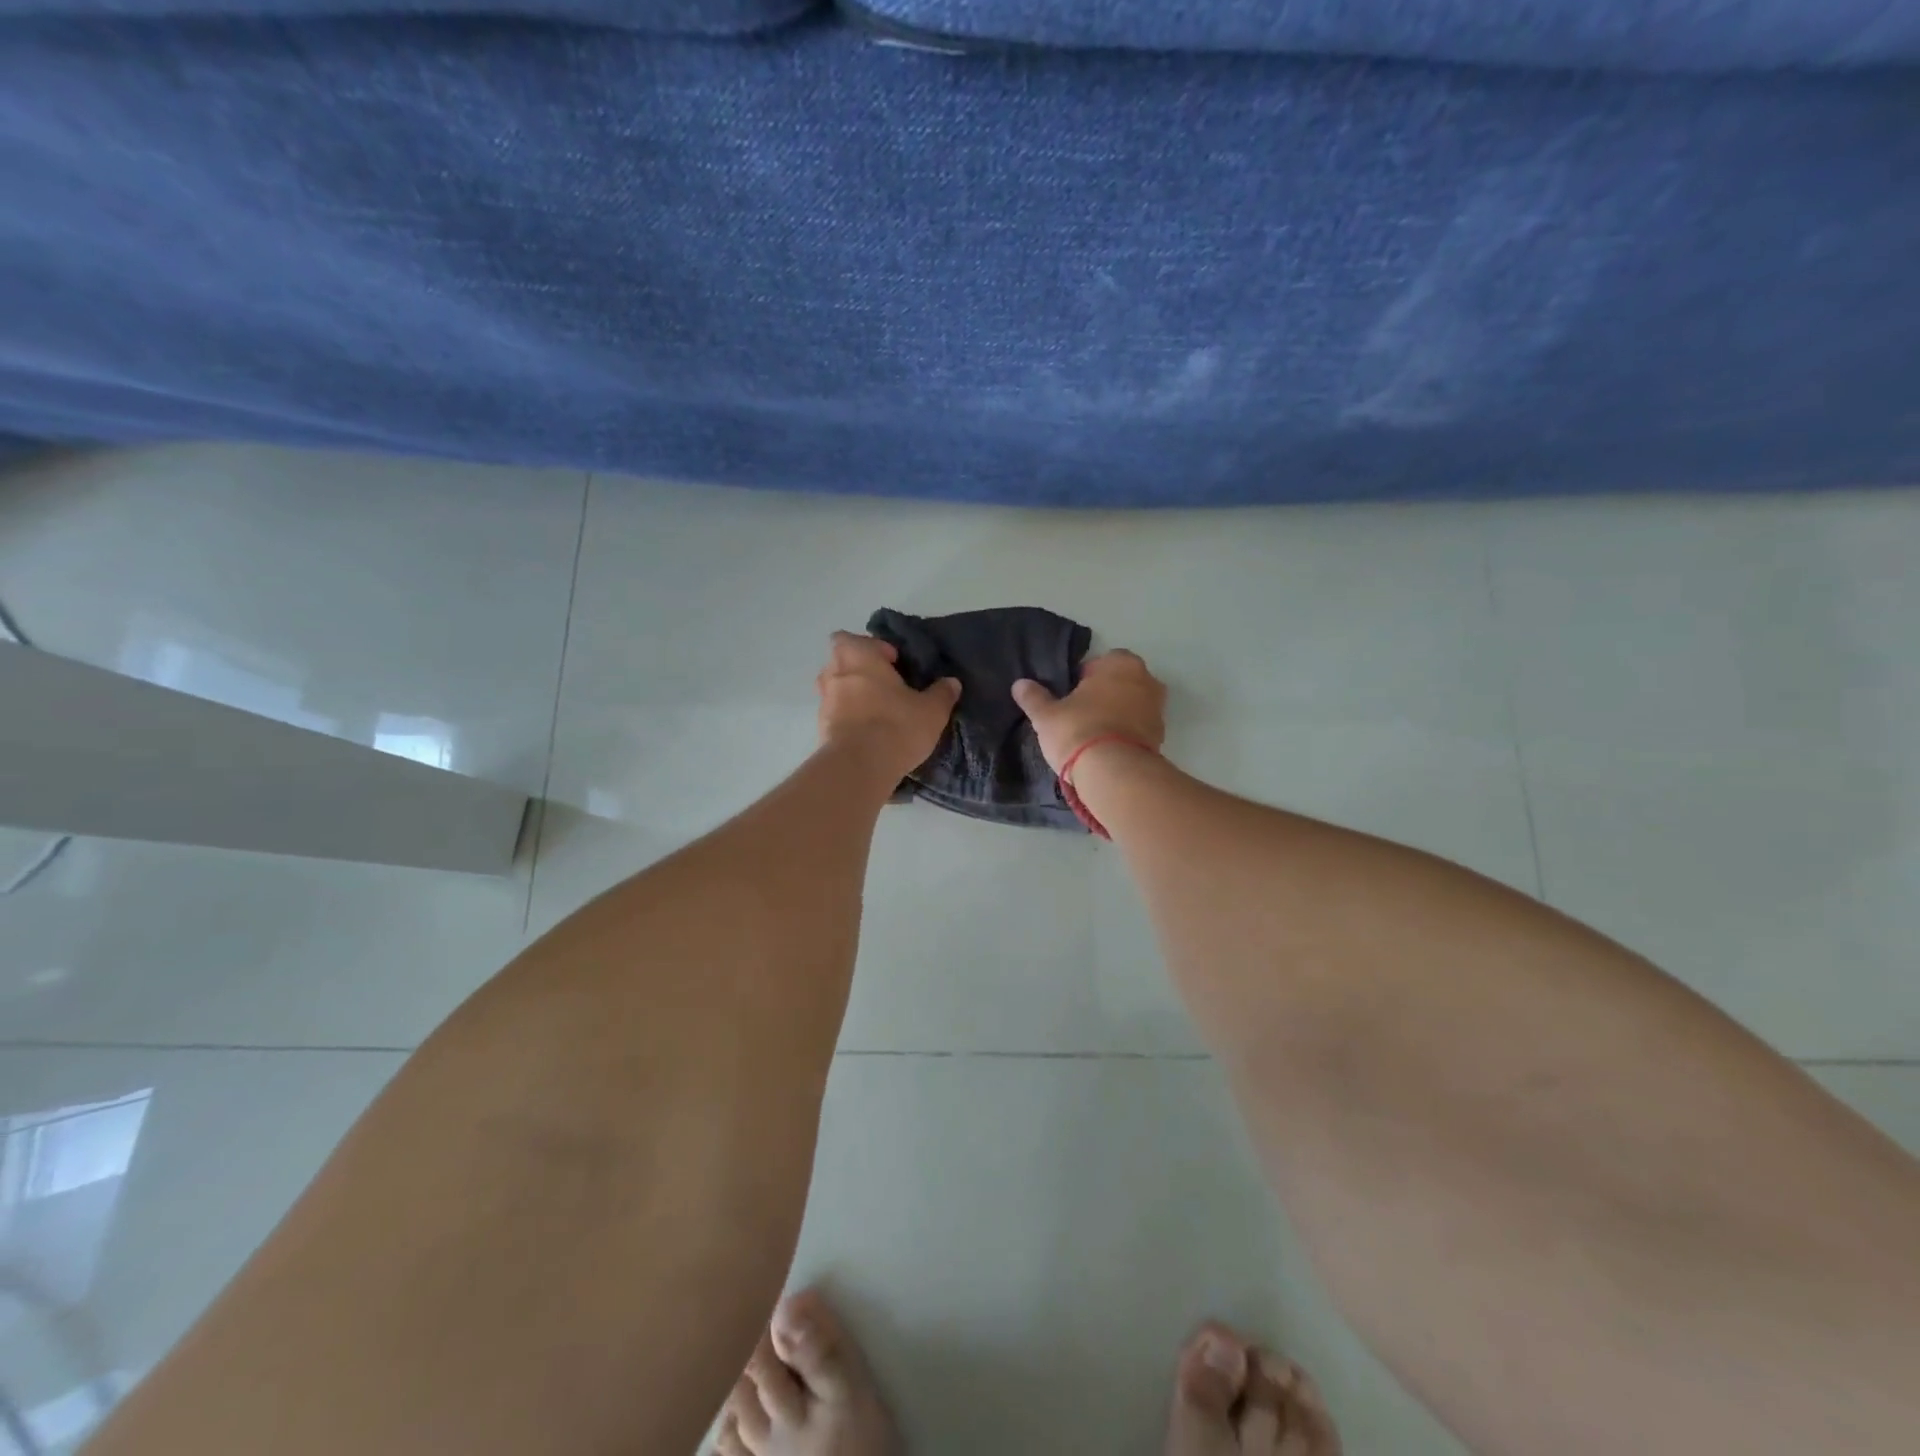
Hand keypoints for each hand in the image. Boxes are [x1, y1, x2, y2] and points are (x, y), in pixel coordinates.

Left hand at [816, 631, 960, 780]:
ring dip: (852, 695)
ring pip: (836, 688)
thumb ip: (942, 693)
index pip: (855, 638)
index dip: (875, 648)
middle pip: (842, 661)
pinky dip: (847, 719)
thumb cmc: (895, 726)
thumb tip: (952, 683)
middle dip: (861, 670)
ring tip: (877, 712)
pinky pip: (835, 714)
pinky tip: (868, 734)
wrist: (858, 767)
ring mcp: (823, 701)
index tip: (895, 665)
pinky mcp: (820, 727)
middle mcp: (834, 672)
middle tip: (886, 687)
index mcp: (858, 656)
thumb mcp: (931, 710)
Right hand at [1012, 649, 1166, 773]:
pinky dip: (1125, 735)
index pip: (1097, 663)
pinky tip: (1106, 750)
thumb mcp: (1046, 715)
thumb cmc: (1078, 730)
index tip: (1068, 698)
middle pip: (1118, 683)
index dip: (1080, 680)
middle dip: (1102, 696)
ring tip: (1092, 736)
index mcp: (1121, 663)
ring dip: (1116, 716)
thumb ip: (1034, 697)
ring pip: (1131, 706)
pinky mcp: (1161, 738)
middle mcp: (1146, 680)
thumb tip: (1019, 684)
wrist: (1114, 774)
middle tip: (1078, 716)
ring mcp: (1158, 710)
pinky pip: (1138, 729)